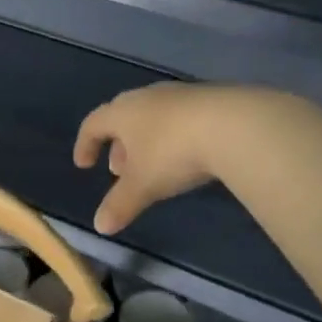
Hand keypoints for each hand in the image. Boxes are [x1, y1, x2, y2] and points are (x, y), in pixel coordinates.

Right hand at [75, 83, 291, 235]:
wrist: (237, 125)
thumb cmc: (174, 152)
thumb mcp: (143, 185)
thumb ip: (119, 205)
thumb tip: (100, 226)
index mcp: (122, 113)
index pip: (92, 124)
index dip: (85, 145)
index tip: (84, 165)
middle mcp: (147, 97)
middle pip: (123, 117)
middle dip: (118, 145)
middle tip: (120, 170)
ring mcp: (181, 95)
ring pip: (153, 116)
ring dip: (147, 140)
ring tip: (154, 165)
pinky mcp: (212, 98)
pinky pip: (182, 116)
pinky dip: (175, 135)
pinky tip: (189, 155)